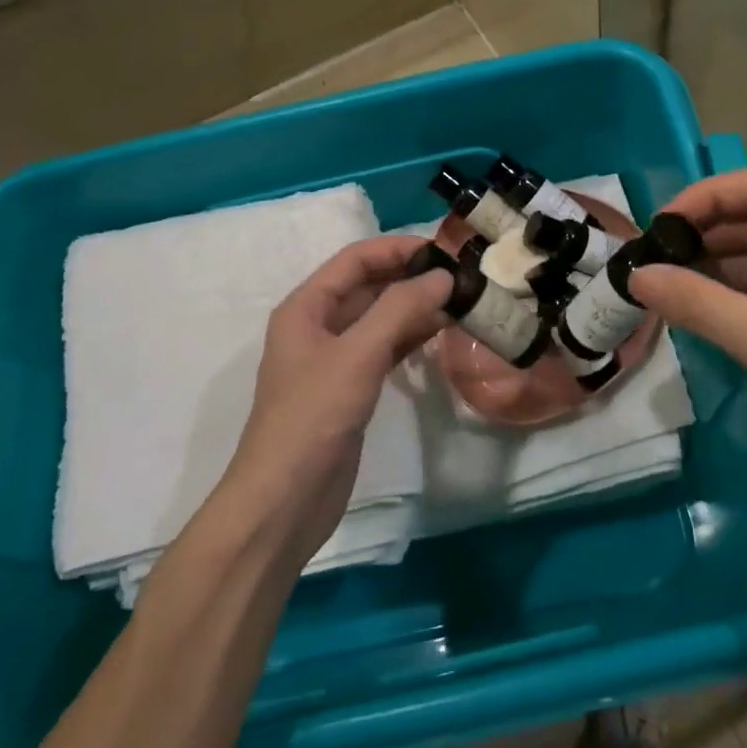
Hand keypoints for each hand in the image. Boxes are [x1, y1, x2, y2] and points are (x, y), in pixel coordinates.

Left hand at [222, 237, 450, 562]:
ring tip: (460, 300)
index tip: (444, 249)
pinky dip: (411, 337)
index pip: (355, 259)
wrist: (286, 499)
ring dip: (415, 307)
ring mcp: (335, 359)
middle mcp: (318, 326)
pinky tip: (441, 333)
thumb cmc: (314, 417)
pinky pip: (385, 349)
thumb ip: (400, 309)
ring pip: (380, 318)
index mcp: (306, 307)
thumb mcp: (357, 355)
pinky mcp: (351, 388)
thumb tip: (443, 276)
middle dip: (410, 277)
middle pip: (368, 286)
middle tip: (460, 275)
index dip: (397, 248)